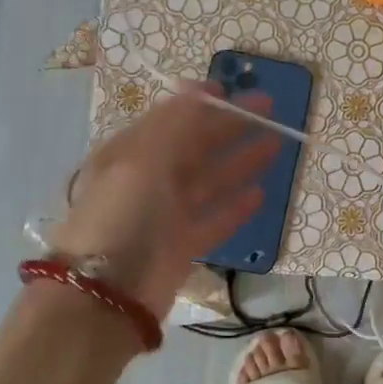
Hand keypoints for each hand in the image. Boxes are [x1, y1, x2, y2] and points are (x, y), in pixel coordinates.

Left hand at [52, 82, 277, 317]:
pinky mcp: (183, 246)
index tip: (232, 89)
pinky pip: (214, 219)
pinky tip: (260, 194)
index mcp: (131, 154)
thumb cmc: (122, 217)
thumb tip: (199, 88)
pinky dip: (235, 207)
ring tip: (275, 146)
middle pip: (196, 147)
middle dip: (230, 127)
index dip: (200, 104)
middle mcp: (149, 180)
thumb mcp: (144, 160)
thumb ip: (176, 124)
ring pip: (210, 181)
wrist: (107, 295)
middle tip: (270, 111)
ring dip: (240, 162)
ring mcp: (167, 215)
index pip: (170, 119)